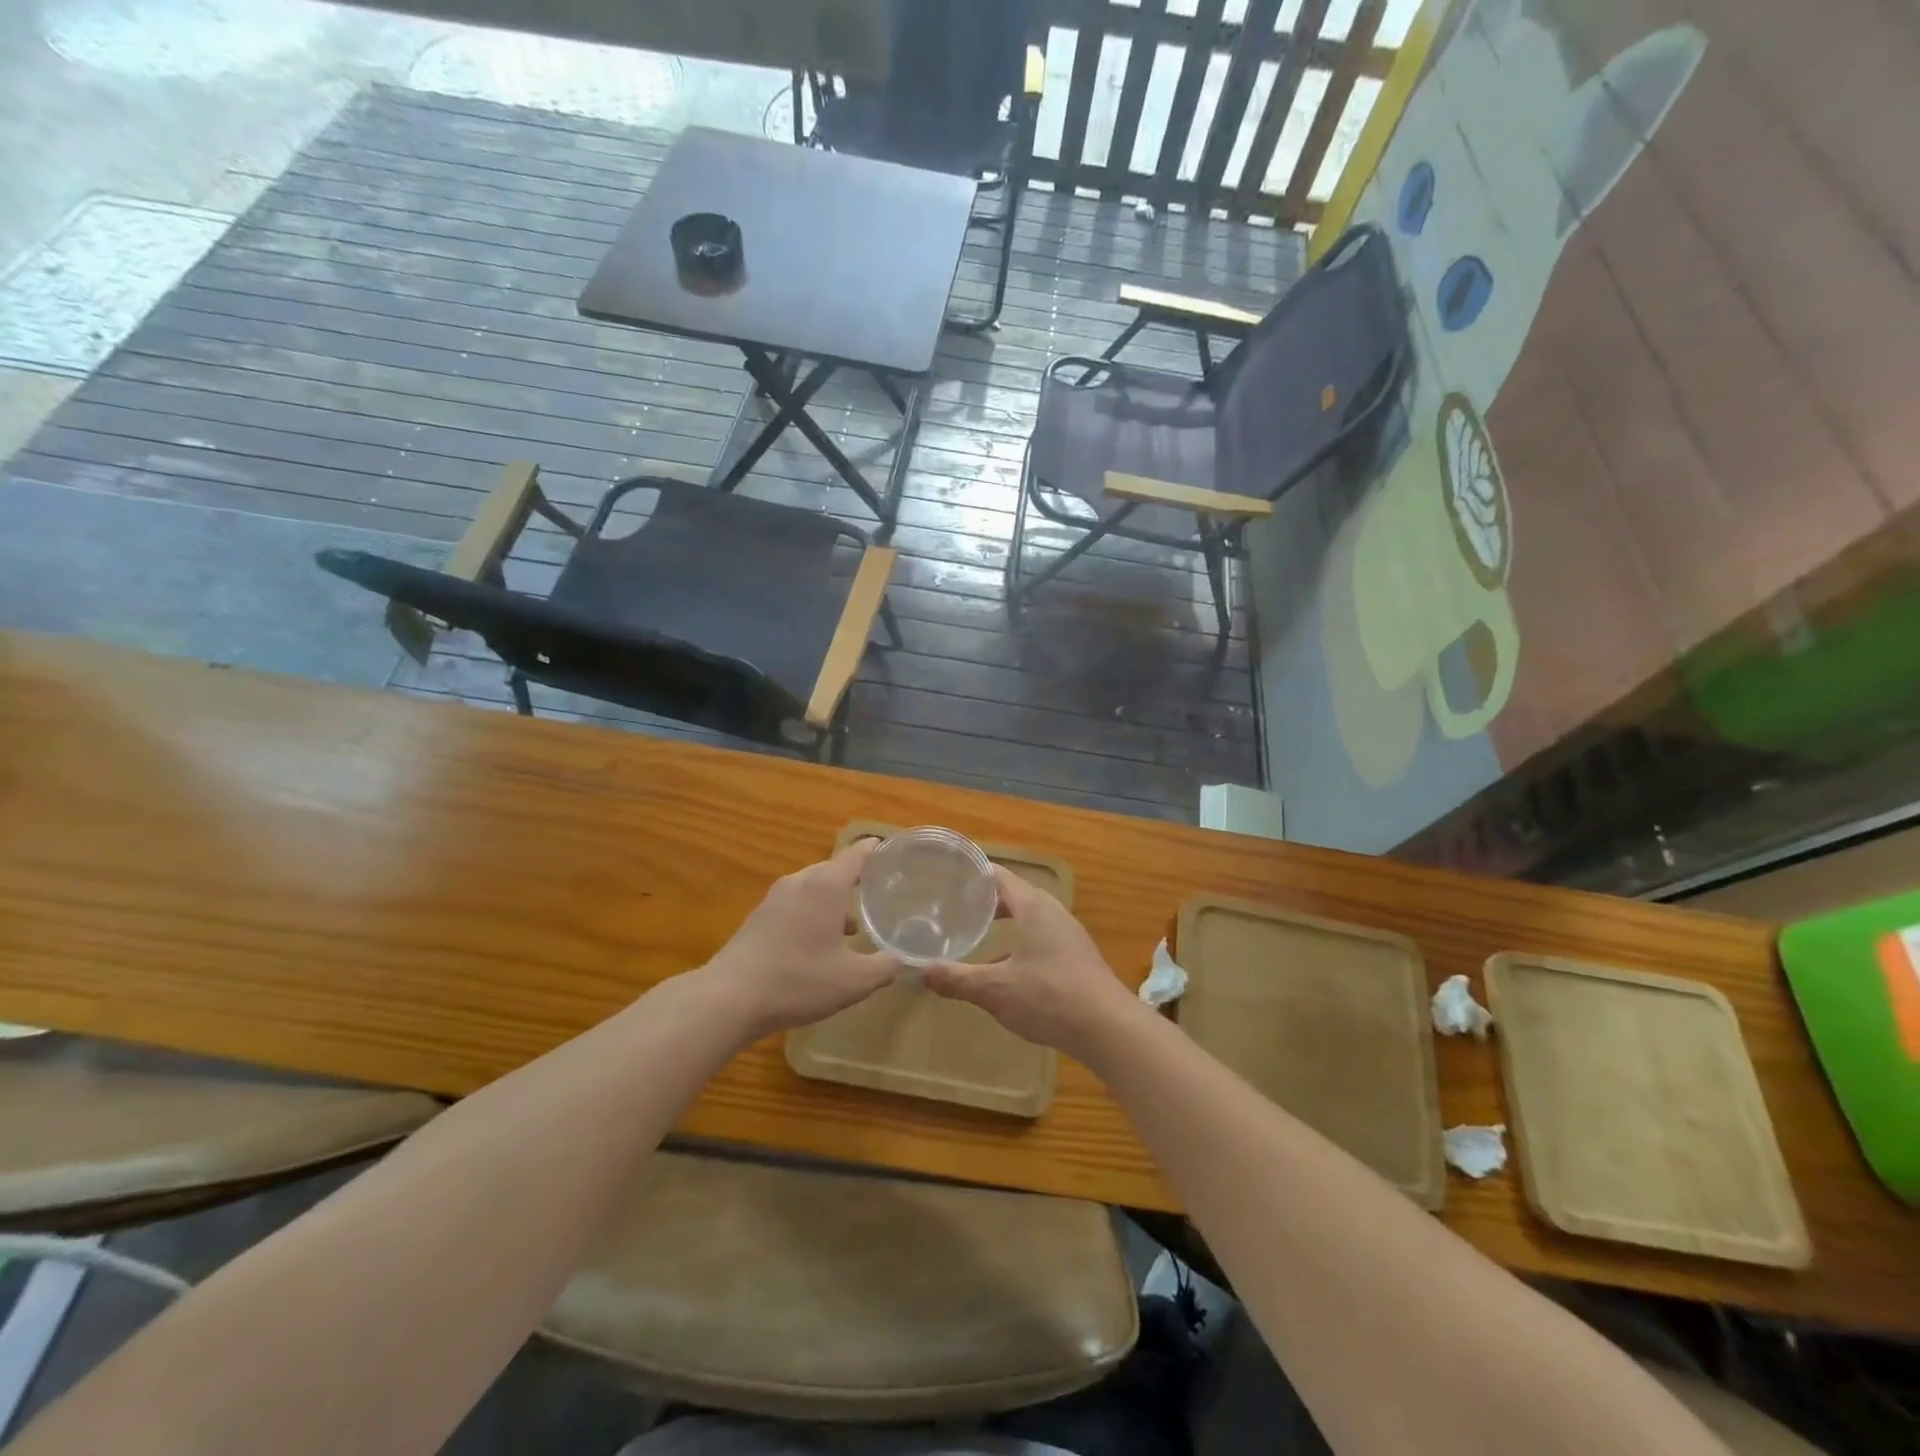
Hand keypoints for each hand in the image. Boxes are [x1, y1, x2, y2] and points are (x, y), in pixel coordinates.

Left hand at [700, 840, 898, 1037]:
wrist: (729, 999)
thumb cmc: (798, 981)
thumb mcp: (854, 981)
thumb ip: (885, 967)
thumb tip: (903, 959)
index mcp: (825, 886)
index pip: (855, 855)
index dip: (875, 850)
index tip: (892, 849)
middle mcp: (799, 883)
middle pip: (832, 868)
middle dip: (856, 877)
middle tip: (879, 889)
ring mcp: (774, 899)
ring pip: (812, 887)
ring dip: (833, 899)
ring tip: (853, 922)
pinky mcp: (758, 918)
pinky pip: (794, 903)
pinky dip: (812, 912)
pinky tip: (818, 942)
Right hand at [923, 866, 1142, 1060]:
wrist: (1108, 1028)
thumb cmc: (1049, 997)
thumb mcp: (995, 990)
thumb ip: (957, 979)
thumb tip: (921, 971)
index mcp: (1033, 906)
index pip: (998, 876)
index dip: (973, 874)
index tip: (947, 876)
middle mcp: (1053, 912)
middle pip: (1014, 895)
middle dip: (985, 900)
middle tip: (954, 907)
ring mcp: (1068, 934)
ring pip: (1030, 917)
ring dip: (1005, 922)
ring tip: (977, 933)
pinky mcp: (1077, 956)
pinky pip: (1042, 936)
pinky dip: (1020, 941)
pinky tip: (1006, 968)